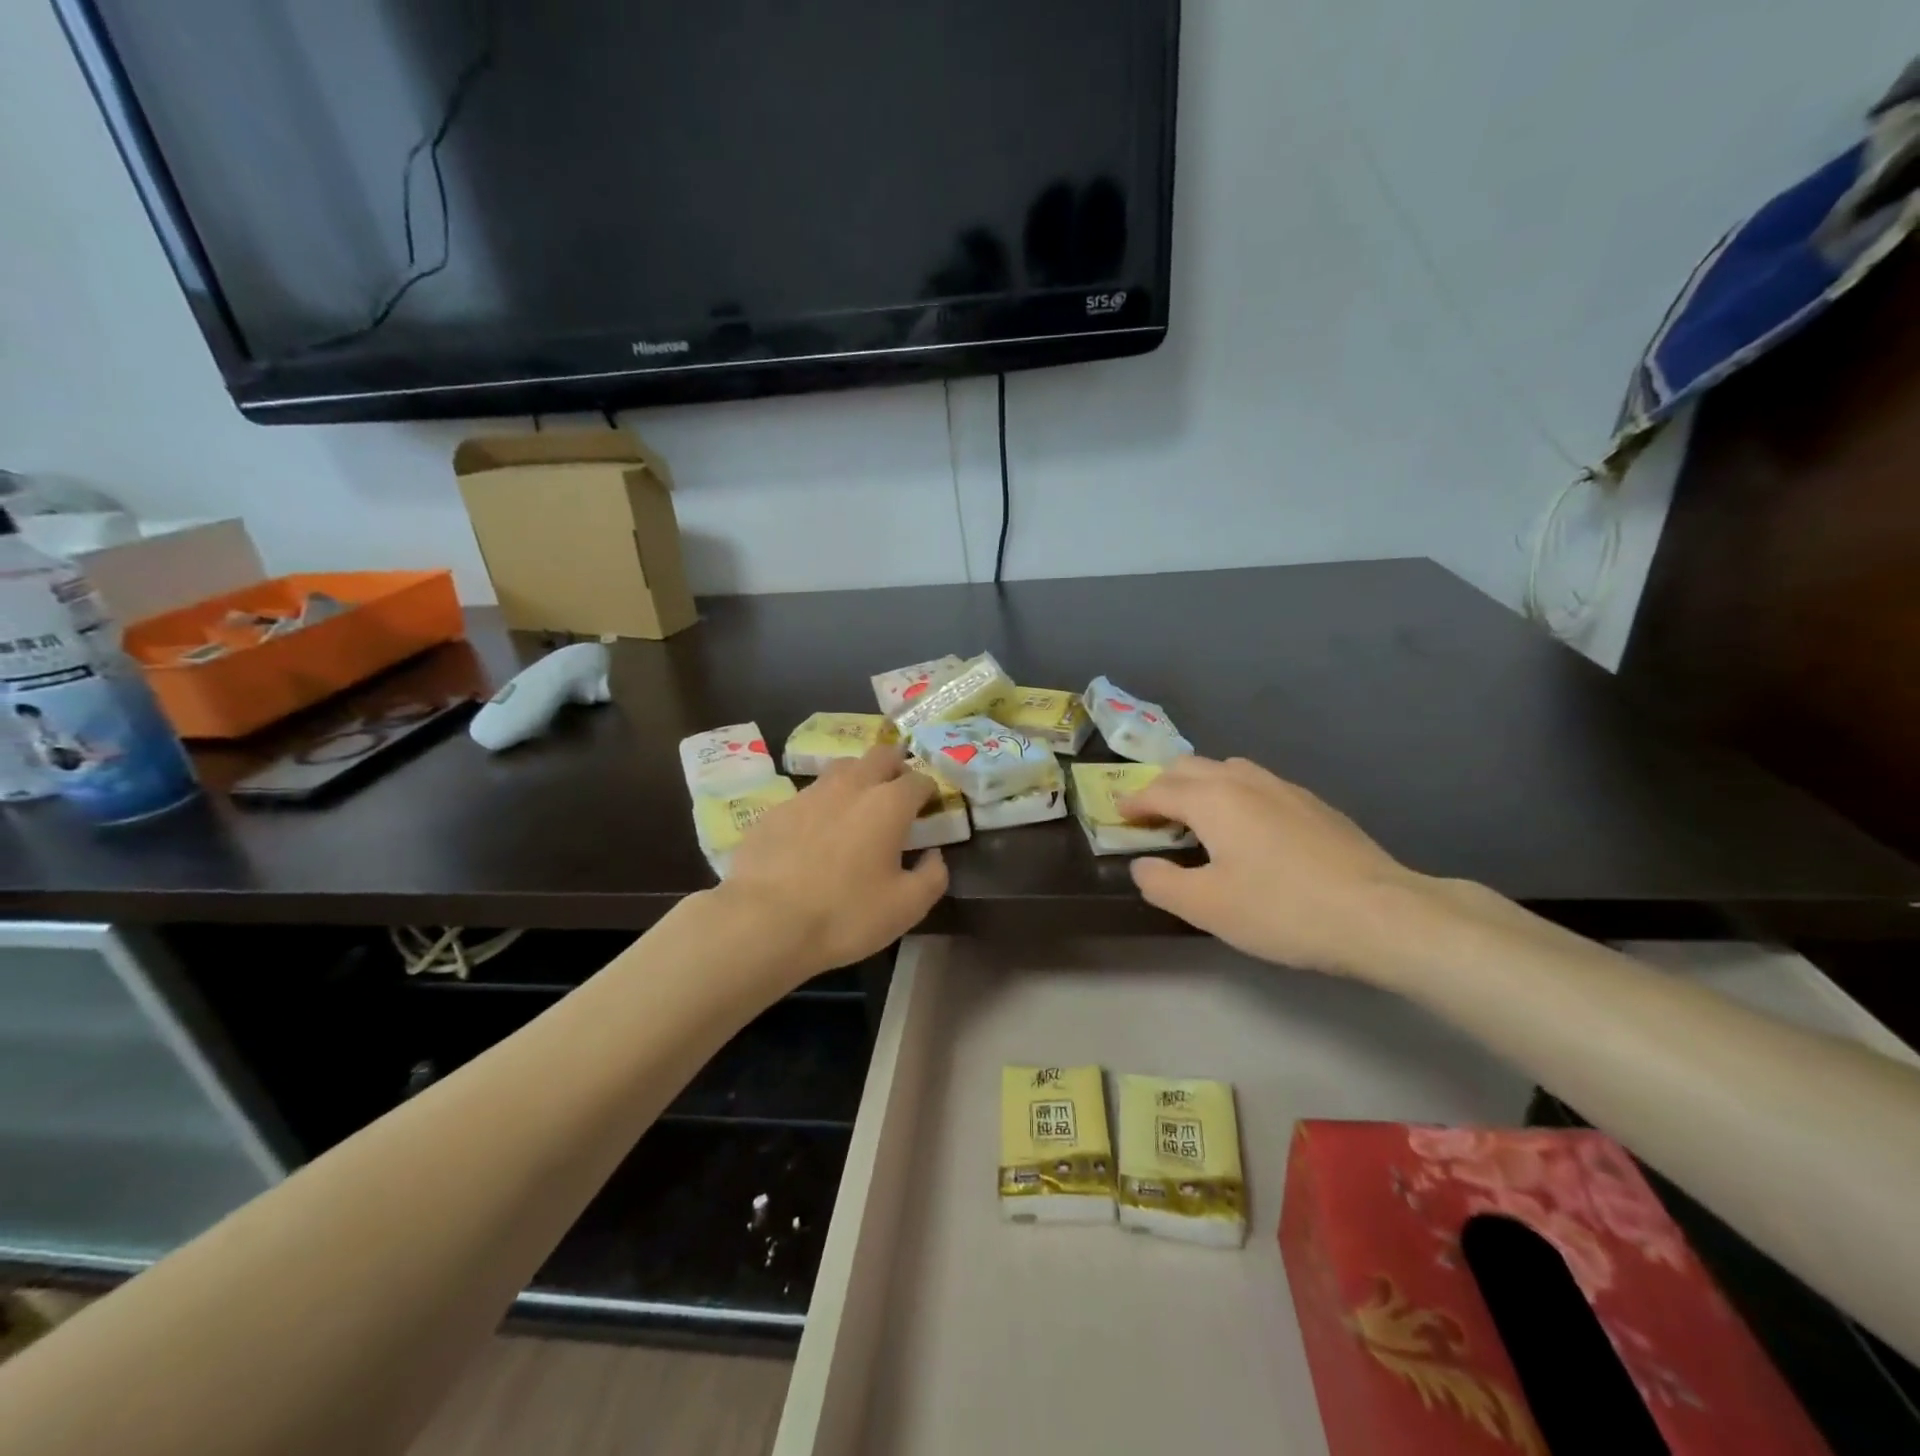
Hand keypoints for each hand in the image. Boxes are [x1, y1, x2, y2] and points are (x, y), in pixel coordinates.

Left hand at [718, 746, 948, 977]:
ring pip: (842, 768)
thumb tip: (934, 855)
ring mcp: (809, 794)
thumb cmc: (845, 914)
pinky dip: (822, 805)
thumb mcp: (906, 907)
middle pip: (880, 755)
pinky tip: (816, 833)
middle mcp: (851, 786)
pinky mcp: (776, 810)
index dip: (929, 791)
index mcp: (888, 804)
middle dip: (895, 766)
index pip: (919, 779)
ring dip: (858, 778)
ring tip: (858, 806)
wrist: (763, 922)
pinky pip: (809, 795)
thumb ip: (932, 876)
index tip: (930, 808)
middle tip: (898, 791)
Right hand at [1118, 755, 1447, 978]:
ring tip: (1198, 818)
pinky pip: (1258, 784)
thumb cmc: (1282, 909)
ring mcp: (1284, 788)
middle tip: (1153, 816)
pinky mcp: (1314, 804)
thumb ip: (1161, 882)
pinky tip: (1248, 828)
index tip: (1119, 815)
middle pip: (1191, 767)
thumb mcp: (1207, 907)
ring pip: (1228, 769)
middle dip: (1164, 786)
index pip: (1158, 789)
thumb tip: (1143, 864)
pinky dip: (1234, 794)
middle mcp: (1244, 781)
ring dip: (1201, 785)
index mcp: (1212, 799)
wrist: (1380, 913)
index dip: (1133, 802)